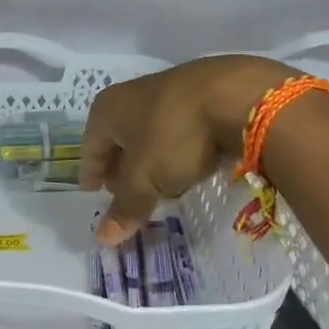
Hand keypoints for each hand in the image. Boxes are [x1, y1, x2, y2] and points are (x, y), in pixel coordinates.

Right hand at [80, 55, 298, 243]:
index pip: (89, 148)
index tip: (94, 193)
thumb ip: (125, 209)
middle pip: (118, 138)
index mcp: (107, 109)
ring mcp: (168, 89)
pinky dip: (177, 148)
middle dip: (120, 167)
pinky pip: (178, 127)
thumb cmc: (174, 137)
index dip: (91, 173)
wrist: (239, 96)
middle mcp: (131, 94)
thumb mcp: (145, 180)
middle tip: (125, 193)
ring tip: (159, 185)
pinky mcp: (201, 93)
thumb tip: (103, 238)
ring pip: (149, 132)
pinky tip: (190, 165)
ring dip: (150, 159)